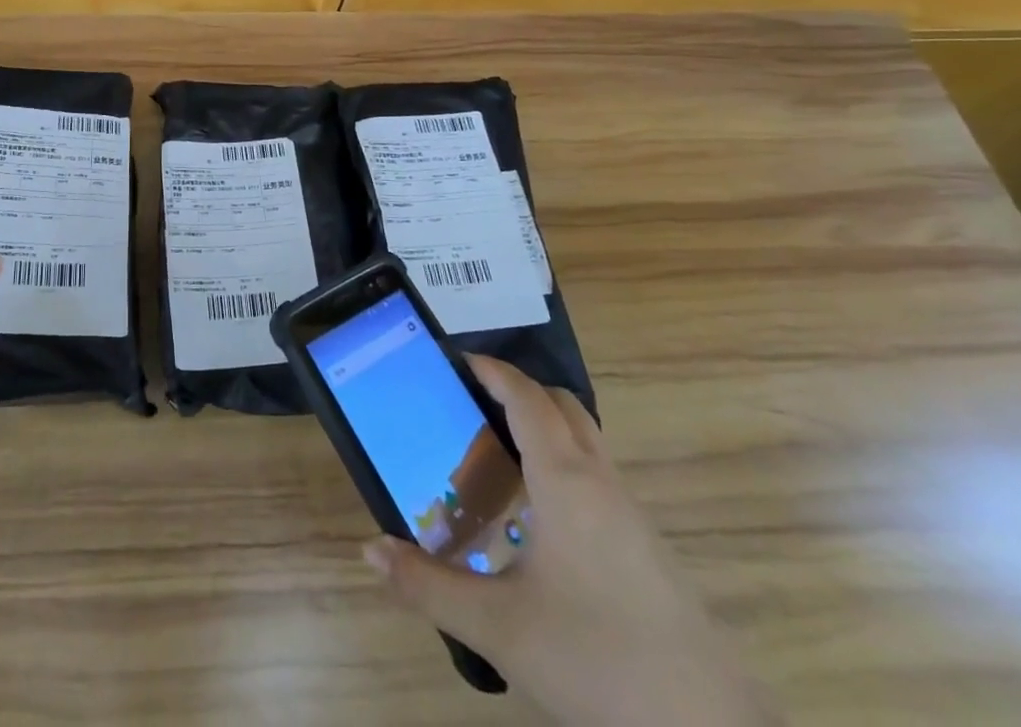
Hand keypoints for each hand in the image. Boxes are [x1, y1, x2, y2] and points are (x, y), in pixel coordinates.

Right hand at [363, 356, 777, 725]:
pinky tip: (540, 519)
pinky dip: (565, 466)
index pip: (527, 398)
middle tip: (473, 405)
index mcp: (565, 481)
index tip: (457, 360)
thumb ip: (428, 586)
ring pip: (586, 442)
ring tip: (498, 456)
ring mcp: (633, 516)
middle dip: (519, 391)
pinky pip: (599, 478)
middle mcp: (602, 483)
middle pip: (563, 406)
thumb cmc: (596, 660)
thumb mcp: (499, 627)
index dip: (493, 370)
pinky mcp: (650, 550)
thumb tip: (370, 549)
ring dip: (545, 428)